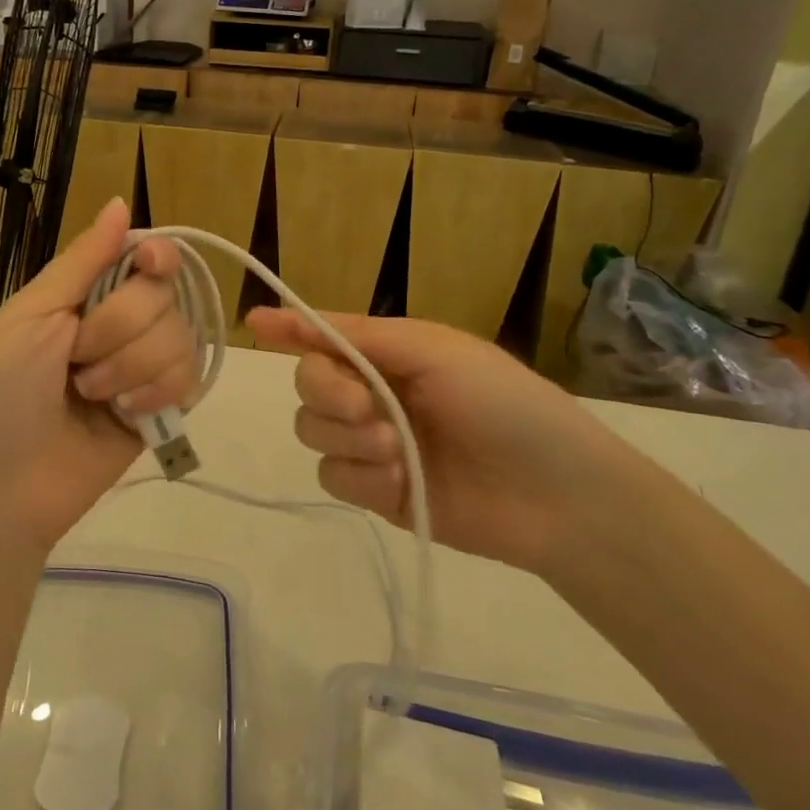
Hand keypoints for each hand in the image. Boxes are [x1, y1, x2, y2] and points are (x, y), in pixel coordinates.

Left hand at [0, 200, 198, 552]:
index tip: (149, 266)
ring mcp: (140, 368)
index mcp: (81, 295)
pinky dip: (157, 391)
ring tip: (90, 395)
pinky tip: (126, 413)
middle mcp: (117, 325)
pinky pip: (189, 378)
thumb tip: (122, 202)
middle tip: (76, 359)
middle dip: (119, 326)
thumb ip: (82, 262)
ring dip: (133, 364)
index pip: (142, 256)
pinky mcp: (158, 411)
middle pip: (164, 295)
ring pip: (181, 335)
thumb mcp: (29, 316)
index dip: (155, 257)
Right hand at [245, 308, 649, 575]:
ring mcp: (371, 444)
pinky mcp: (374, 491)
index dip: (289, 329)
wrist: (555, 497)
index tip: (255, 323)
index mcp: (390, 353)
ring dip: (347, 437)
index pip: (324, 335)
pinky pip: (332, 477)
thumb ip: (360, 337)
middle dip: (329, 392)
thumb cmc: (504, 405)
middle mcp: (373, 393)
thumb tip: (282, 313)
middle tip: (368, 407)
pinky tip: (399, 481)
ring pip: (312, 431)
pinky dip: (360, 476)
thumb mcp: (435, 352)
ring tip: (396, 450)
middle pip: (308, 383)